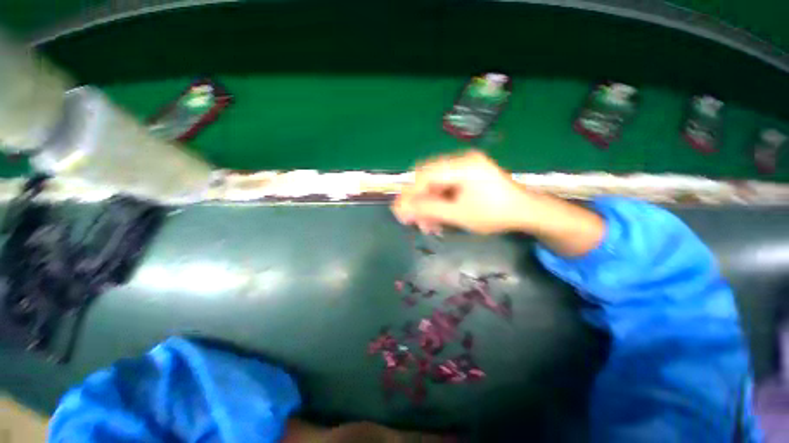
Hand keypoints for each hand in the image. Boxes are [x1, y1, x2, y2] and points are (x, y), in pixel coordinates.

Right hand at [392, 151, 535, 234]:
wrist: (525, 212)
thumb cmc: (494, 214)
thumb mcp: (459, 214)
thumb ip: (429, 210)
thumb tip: (402, 209)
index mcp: (462, 166)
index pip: (425, 176)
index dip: (410, 194)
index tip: (400, 212)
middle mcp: (461, 161)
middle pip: (427, 179)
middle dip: (418, 201)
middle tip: (413, 220)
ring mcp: (464, 167)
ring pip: (435, 185)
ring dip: (428, 205)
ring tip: (427, 226)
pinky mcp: (466, 175)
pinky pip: (445, 187)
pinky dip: (438, 203)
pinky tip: (437, 218)